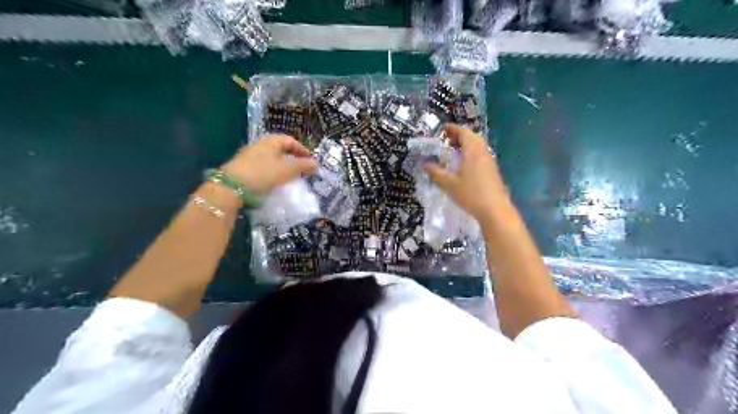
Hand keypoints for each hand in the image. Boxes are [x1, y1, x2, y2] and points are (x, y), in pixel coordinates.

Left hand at [218, 134, 316, 194]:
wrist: (233, 186)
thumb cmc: (264, 173)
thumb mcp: (288, 169)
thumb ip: (303, 165)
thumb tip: (316, 164)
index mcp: (272, 140)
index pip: (291, 141)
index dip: (303, 150)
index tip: (311, 162)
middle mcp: (261, 144)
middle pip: (281, 149)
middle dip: (294, 158)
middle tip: (302, 169)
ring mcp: (251, 154)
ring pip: (273, 158)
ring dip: (284, 166)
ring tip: (291, 176)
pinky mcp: (245, 166)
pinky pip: (264, 166)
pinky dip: (274, 171)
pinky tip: (276, 181)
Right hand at [423, 123, 511, 225]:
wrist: (494, 209)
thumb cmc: (470, 193)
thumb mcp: (448, 183)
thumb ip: (435, 172)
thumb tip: (425, 163)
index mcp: (472, 149)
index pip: (463, 131)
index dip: (452, 129)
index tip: (442, 130)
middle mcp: (483, 151)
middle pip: (471, 136)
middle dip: (458, 136)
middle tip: (446, 141)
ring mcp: (489, 160)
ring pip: (477, 145)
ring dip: (465, 145)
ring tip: (453, 153)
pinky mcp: (492, 169)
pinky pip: (480, 154)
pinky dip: (470, 153)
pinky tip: (463, 165)